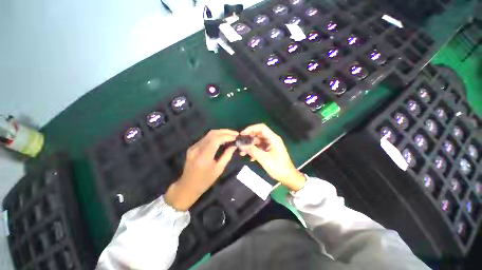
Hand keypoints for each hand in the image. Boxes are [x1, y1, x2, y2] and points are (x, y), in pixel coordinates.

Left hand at [165, 129, 238, 210]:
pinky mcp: (193, 147)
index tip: (236, 137)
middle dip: (225, 132)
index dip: (227, 136)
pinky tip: (221, 139)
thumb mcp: (219, 169)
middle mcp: (197, 148)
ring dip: (220, 133)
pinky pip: (205, 138)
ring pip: (208, 134)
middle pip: (212, 133)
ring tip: (230, 135)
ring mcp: (193, 147)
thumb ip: (227, 156)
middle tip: (235, 133)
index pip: (216, 139)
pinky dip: (215, 136)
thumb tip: (234, 146)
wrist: (187, 186)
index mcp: (204, 155)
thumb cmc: (205, 180)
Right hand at [239, 124, 305, 190]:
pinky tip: (250, 158)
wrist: (288, 177)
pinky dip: (254, 151)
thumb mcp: (264, 159)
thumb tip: (241, 145)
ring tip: (242, 153)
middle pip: (258, 134)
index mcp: (273, 139)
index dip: (251, 128)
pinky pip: (260, 147)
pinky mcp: (269, 150)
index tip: (242, 134)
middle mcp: (272, 139)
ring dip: (250, 146)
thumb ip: (252, 150)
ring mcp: (270, 145)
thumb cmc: (278, 167)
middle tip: (240, 143)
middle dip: (248, 138)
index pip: (261, 127)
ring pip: (258, 142)